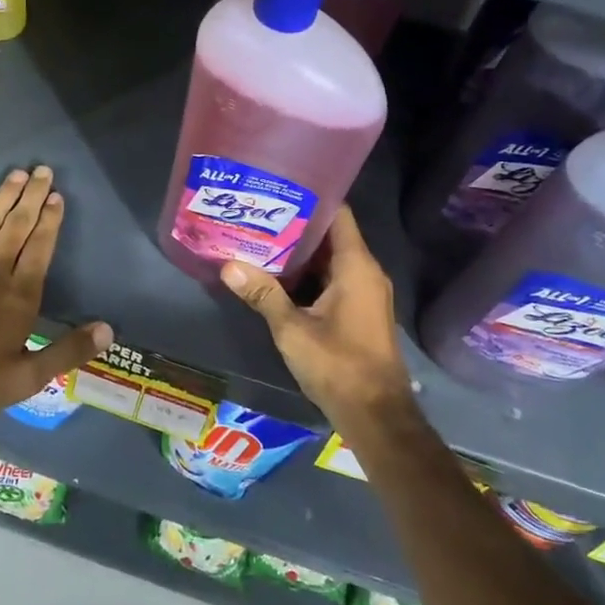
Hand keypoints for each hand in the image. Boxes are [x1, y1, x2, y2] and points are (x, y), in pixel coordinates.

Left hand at [0, 166, 112, 423]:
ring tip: (19, 174)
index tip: (57, 196)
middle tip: (43, 170)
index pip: (40, 247)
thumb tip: (108, 330)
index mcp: (19, 295)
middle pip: (17, 225)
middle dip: (33, 196)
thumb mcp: (24, 379)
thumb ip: (66, 352)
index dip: (50, 220)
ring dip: (5, 195)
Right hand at [219, 206, 414, 429]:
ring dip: (301, 253)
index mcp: (356, 265)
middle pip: (331, 236)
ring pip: (331, 260)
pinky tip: (278, 277)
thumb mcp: (293, 329)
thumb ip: (263, 294)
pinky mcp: (360, 311)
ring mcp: (365, 292)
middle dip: (296, 226)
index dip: (311, 198)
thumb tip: (229, 265)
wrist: (376, 414)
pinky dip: (310, 275)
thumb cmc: (338, 365)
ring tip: (261, 239)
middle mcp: (366, 272)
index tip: (279, 190)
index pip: (338, 214)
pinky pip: (334, 279)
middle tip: (259, 214)